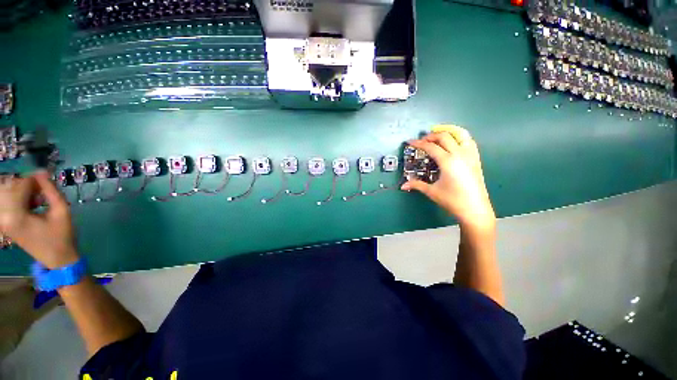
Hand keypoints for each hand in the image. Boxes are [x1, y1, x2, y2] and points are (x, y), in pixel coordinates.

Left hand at [0, 171, 78, 268]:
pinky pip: (8, 204)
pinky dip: (19, 201)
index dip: (35, 180)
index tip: (48, 183)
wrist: (57, 260)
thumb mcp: (62, 211)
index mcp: (16, 214)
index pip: (21, 185)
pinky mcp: (6, 224)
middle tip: (43, 192)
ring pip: (8, 195)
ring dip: (23, 193)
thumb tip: (42, 172)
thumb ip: (51, 190)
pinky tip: (32, 207)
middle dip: (27, 186)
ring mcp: (4, 222)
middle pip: (11, 188)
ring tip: (38, 200)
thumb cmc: (62, 236)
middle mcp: (4, 217)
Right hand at [401, 127, 495, 230]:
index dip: (418, 143)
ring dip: (449, 130)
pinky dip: (460, 137)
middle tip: (422, 140)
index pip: (430, 147)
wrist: (475, 209)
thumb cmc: (452, 200)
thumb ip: (416, 185)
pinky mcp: (476, 159)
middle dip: (431, 135)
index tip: (410, 142)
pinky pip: (469, 141)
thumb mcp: (432, 192)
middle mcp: (460, 154)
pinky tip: (454, 142)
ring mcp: (470, 155)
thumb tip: (403, 185)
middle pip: (444, 136)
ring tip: (439, 133)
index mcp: (448, 161)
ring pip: (461, 134)